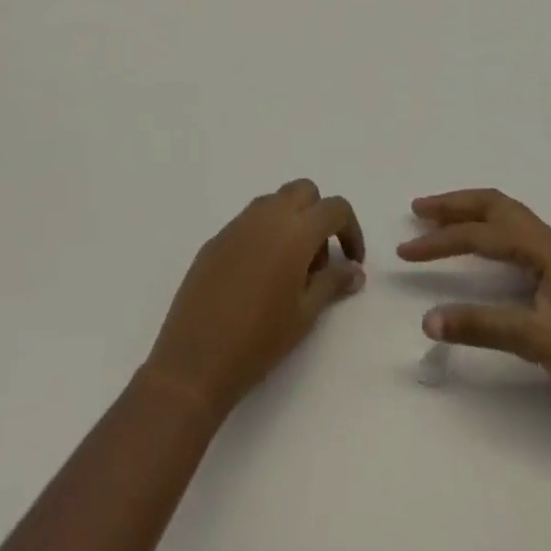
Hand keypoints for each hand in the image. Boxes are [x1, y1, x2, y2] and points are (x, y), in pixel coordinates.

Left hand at [143, 179, 364, 418]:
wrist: (196, 359)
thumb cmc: (259, 340)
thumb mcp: (305, 314)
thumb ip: (333, 283)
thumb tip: (355, 270)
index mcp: (295, 230)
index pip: (334, 207)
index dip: (351, 230)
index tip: (352, 262)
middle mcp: (267, 215)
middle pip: (304, 192)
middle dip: (319, 216)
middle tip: (319, 263)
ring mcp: (238, 223)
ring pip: (275, 202)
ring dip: (291, 222)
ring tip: (290, 272)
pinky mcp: (217, 237)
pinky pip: (250, 222)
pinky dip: (265, 235)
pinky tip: (258, 278)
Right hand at [398, 187, 550, 399]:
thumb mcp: (537, 342)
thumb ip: (482, 327)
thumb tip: (428, 319)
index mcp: (542, 247)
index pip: (479, 234)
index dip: (440, 241)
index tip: (405, 251)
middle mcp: (548, 238)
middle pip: (493, 204)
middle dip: (453, 205)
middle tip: (418, 210)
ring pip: (506, 213)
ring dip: (470, 211)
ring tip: (439, 218)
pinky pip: (515, 228)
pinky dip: (488, 225)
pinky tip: (482, 242)